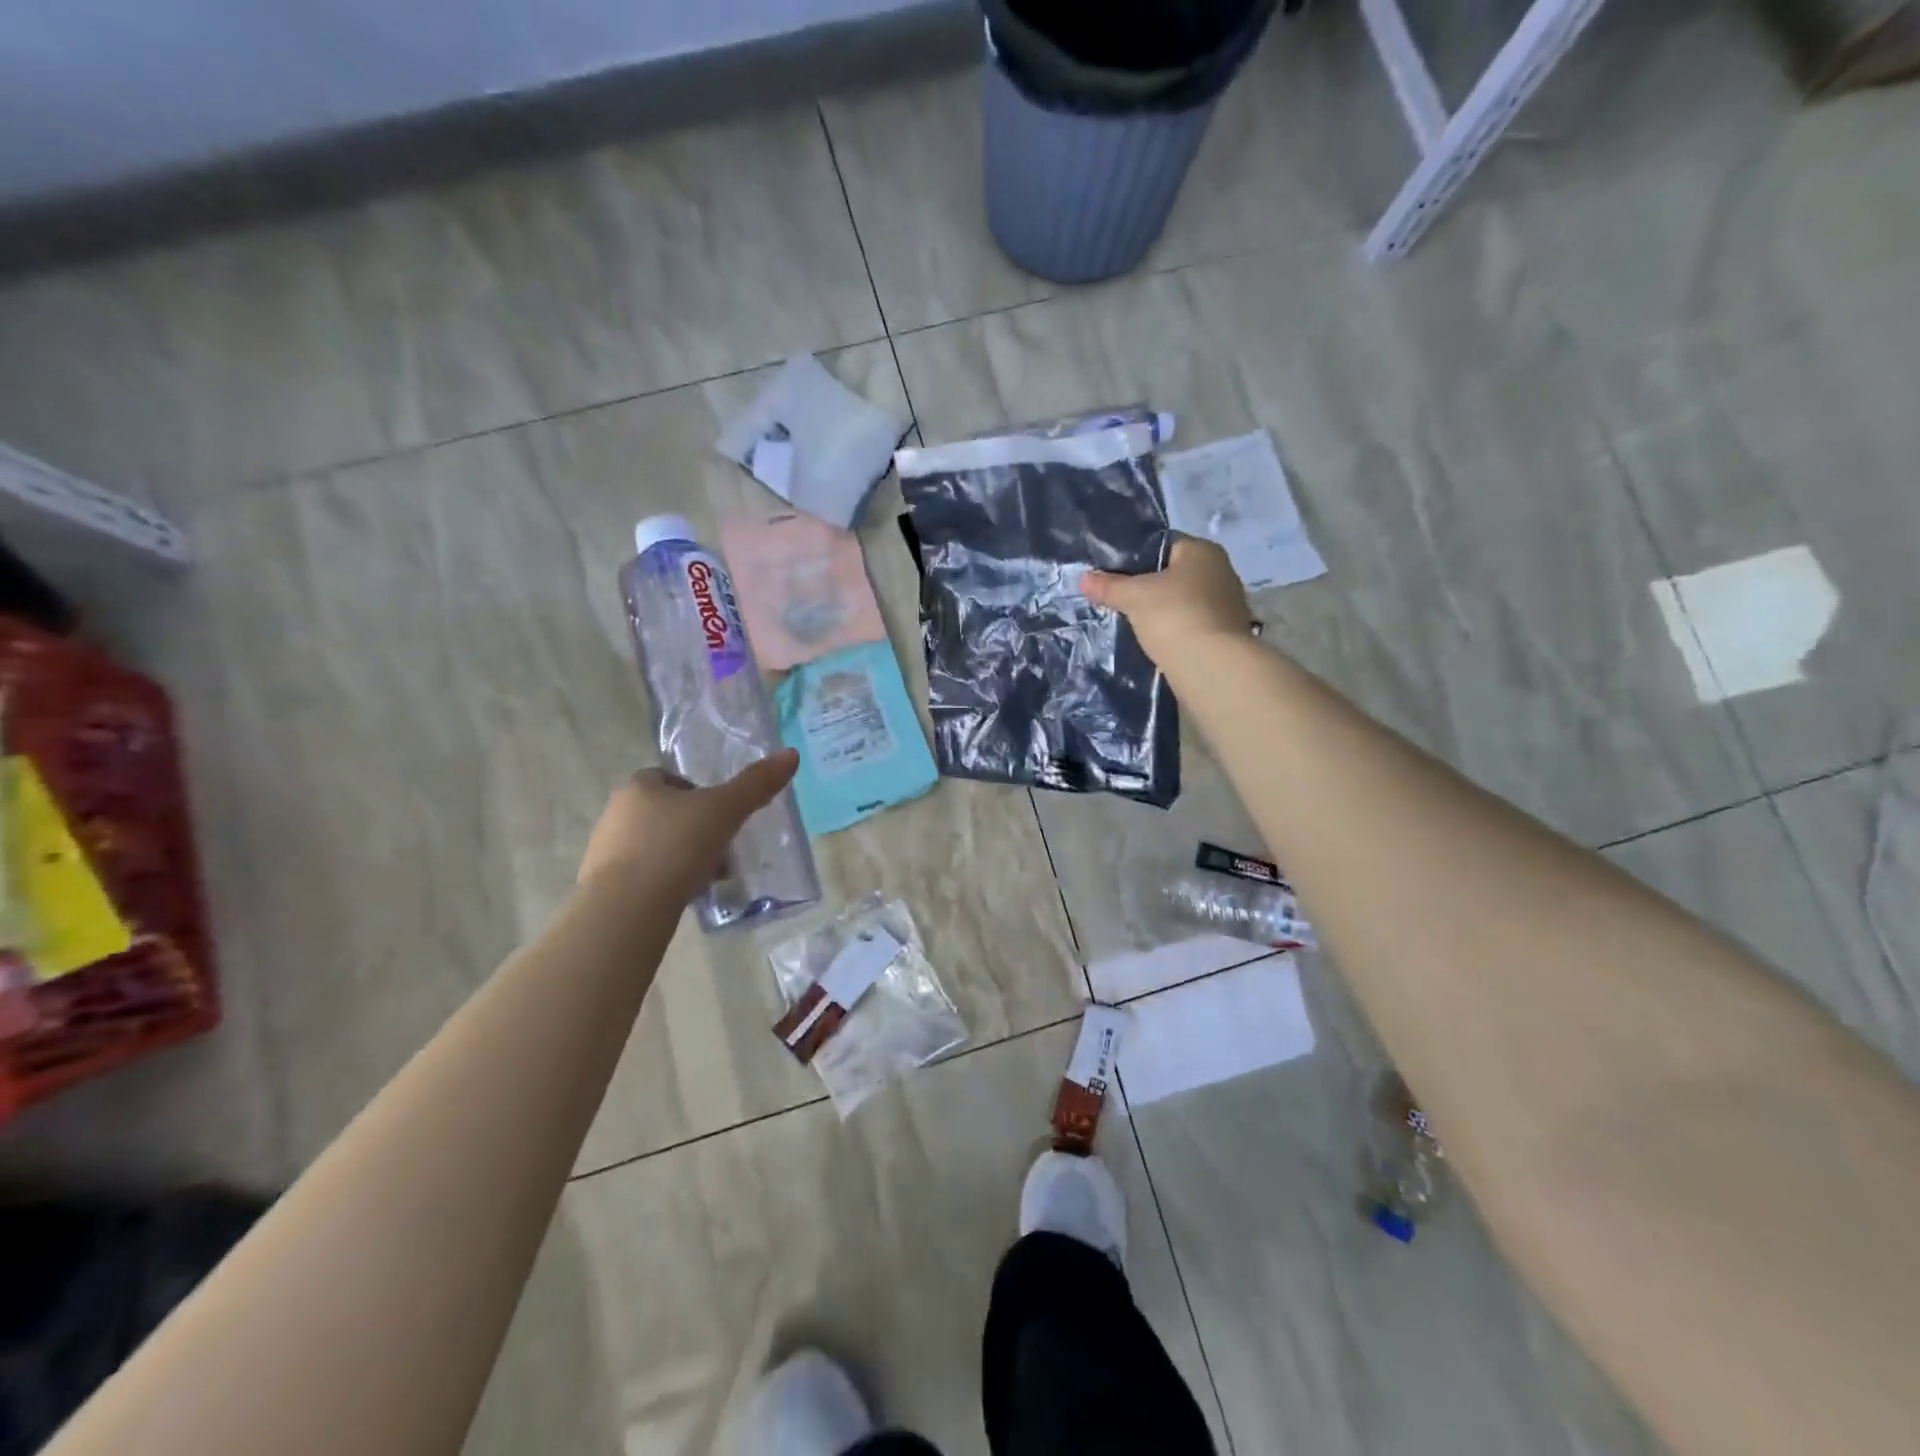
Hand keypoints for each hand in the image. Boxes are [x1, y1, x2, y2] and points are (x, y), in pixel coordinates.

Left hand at [577, 749, 800, 903]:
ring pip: (655, 845)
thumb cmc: (675, 847)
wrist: (627, 909)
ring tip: (709, 877)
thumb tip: (791, 754)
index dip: (697, 792)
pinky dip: (665, 882)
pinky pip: (643, 876)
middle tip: (722, 846)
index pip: (669, 778)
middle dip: (694, 828)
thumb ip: (756, 784)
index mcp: (639, 787)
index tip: (721, 813)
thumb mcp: (725, 811)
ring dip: (681, 856)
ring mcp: (605, 851)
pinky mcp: (604, 887)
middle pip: (664, 813)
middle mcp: (617, 813)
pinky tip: (686, 896)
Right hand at [1082, 536, 1253, 664]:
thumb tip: (1083, 579)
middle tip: (1117, 599)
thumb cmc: (1174, 616)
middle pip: (1173, 574)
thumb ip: (1109, 586)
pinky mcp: (1225, 634)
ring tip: (1131, 622)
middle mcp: (1221, 571)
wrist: (1212, 667)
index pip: (1162, 545)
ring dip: (1161, 611)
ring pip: (1182, 601)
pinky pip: (1190, 624)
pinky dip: (1173, 630)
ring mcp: (1227, 605)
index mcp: (1203, 551)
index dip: (1134, 557)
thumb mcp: (1134, 597)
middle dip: (1147, 586)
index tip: (1112, 574)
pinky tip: (1154, 641)